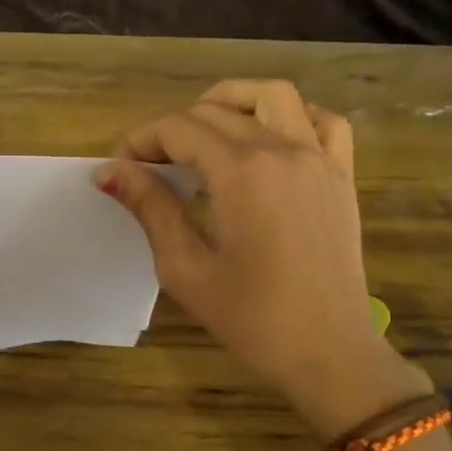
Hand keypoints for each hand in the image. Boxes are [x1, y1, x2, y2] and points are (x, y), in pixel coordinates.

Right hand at [96, 80, 431, 437]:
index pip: (178, 128)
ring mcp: (320, 158)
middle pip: (215, 110)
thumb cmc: (253, 320)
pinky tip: (268, 139)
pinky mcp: (342, 175)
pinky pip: (323, 121)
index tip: (120, 166)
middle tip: (149, 164)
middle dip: (172, 128)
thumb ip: (150, 208)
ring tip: (204, 133)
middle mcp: (282, 151)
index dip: (140, 140)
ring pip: (272, 95)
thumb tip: (109, 171)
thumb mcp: (186, 269)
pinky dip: (292, 116)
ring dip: (231, 101)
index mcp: (241, 173)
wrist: (330, 354)